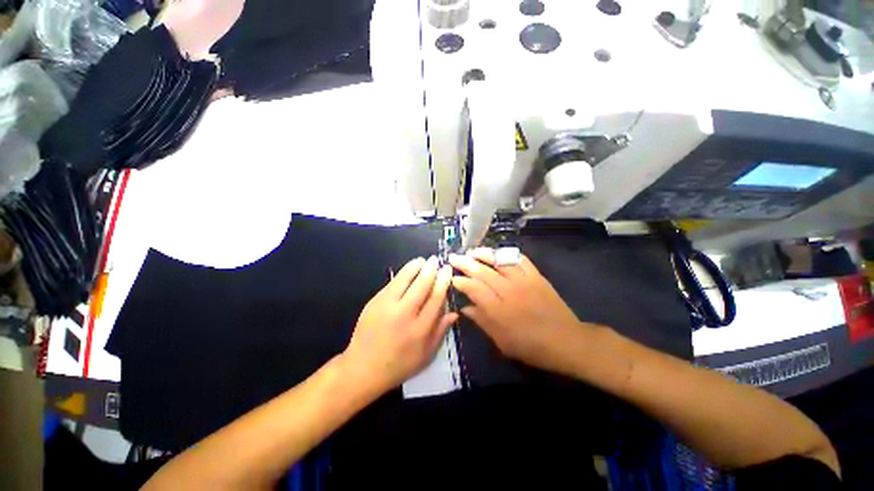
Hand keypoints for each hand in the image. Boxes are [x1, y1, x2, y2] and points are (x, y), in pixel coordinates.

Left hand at [342, 257, 457, 394]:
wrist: (362, 368)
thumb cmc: (399, 365)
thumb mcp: (426, 355)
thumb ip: (441, 331)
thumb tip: (454, 312)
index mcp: (420, 329)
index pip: (436, 298)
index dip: (443, 281)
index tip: (447, 270)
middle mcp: (404, 314)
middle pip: (421, 285)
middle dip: (430, 269)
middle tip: (435, 260)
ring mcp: (386, 306)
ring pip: (404, 279)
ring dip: (414, 267)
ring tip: (422, 260)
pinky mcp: (374, 302)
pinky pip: (391, 284)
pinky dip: (401, 275)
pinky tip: (407, 271)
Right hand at [449, 249, 587, 371]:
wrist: (566, 341)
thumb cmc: (530, 346)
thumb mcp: (501, 341)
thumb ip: (481, 321)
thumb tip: (464, 308)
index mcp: (498, 309)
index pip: (473, 288)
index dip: (460, 281)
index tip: (452, 278)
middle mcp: (509, 291)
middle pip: (482, 271)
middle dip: (465, 263)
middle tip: (453, 257)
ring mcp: (524, 281)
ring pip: (499, 260)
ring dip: (483, 254)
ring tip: (472, 251)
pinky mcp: (536, 276)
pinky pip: (519, 259)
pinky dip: (507, 253)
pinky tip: (498, 252)